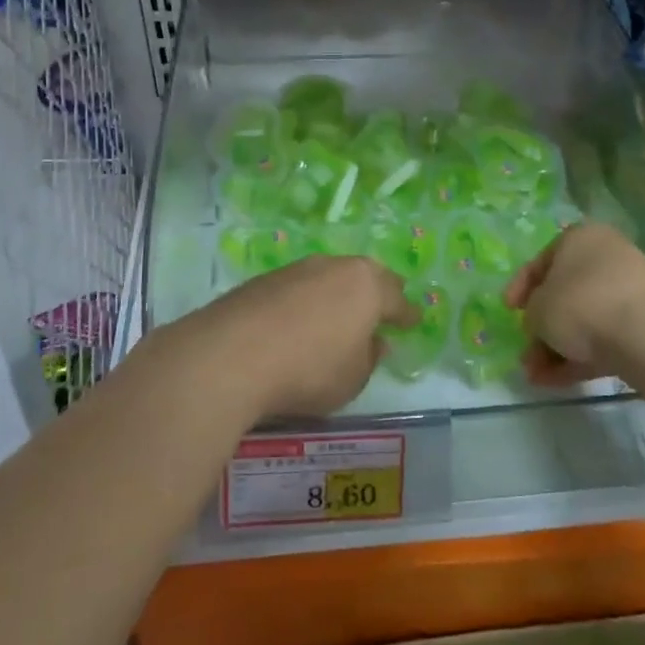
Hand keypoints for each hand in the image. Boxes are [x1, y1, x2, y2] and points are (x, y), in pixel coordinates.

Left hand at [155, 256, 415, 423]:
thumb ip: (369, 357)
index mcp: (367, 286)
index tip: (414, 321)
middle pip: (365, 276)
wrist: (230, 355)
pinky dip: (307, 301)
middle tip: (383, 308)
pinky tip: (300, 321)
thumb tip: (373, 341)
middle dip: (377, 292)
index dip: (407, 313)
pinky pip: (299, 288)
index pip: (397, 299)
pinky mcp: (263, 279)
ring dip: (338, 294)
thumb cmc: (308, 370)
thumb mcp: (353, 378)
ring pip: (329, 277)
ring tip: (339, 315)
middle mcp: (334, 267)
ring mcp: (296, 269)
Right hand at [503, 223, 644, 385]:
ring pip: (584, 320)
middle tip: (525, 352)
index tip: (507, 311)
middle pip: (564, 293)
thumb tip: (539, 324)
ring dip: (557, 347)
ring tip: (537, 376)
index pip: (541, 261)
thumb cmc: (582, 304)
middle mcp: (606, 258)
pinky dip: (580, 357)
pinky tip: (558, 382)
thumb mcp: (538, 308)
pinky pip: (604, 339)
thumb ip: (531, 314)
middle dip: (541, 327)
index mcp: (579, 239)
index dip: (519, 287)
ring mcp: (630, 292)